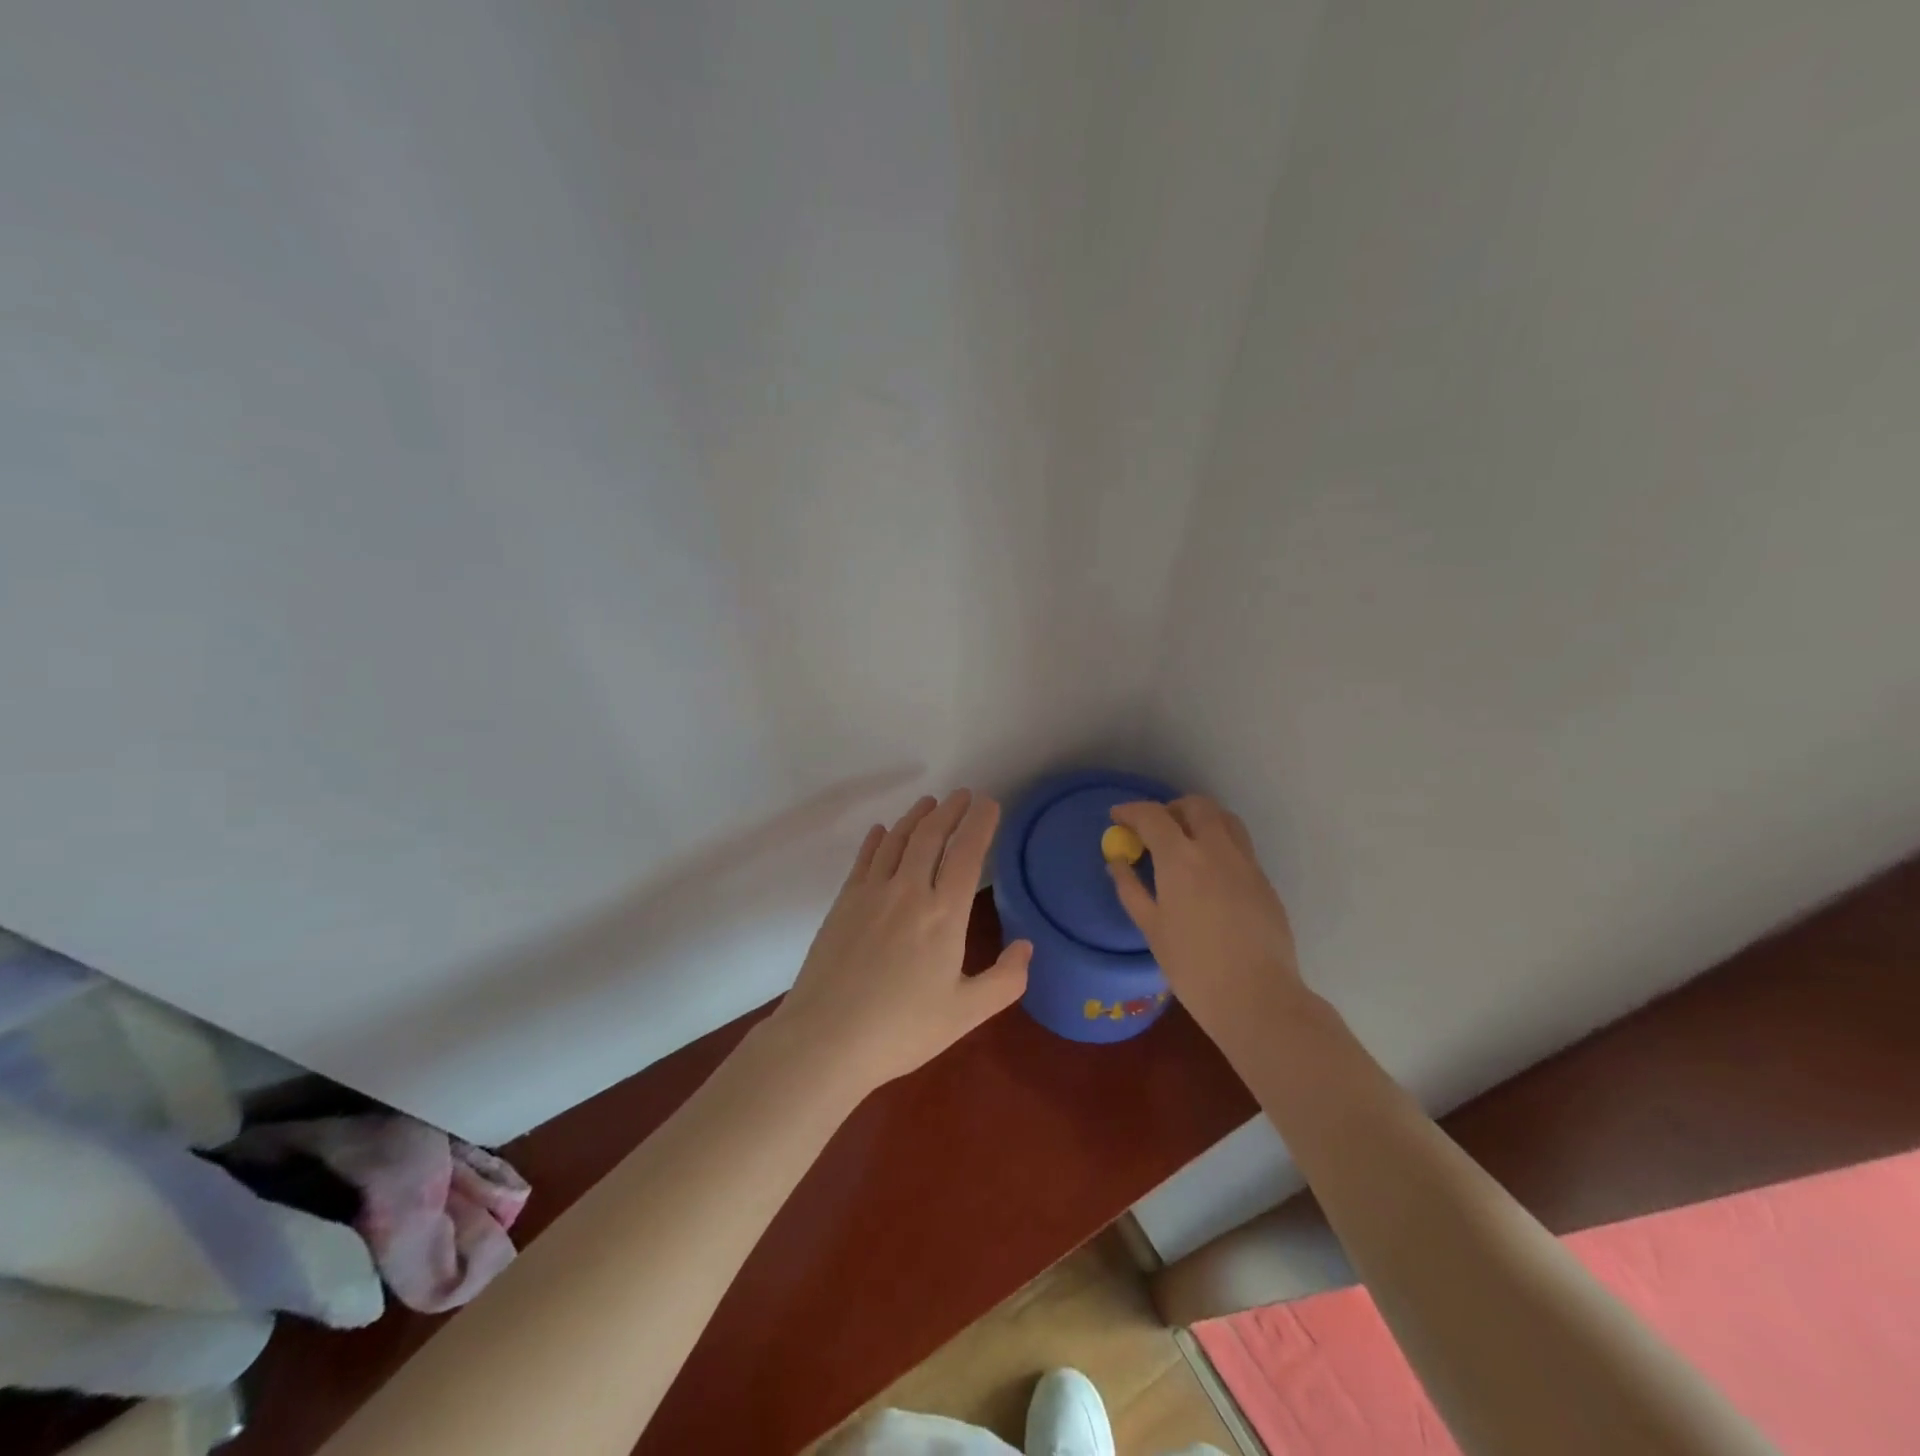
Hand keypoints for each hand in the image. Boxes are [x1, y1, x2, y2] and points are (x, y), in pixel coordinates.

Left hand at [770, 789, 1031, 1095]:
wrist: (825, 1039)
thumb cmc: (901, 1030)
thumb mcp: (966, 1014)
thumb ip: (1005, 980)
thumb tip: (1026, 946)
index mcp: (944, 914)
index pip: (967, 852)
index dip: (980, 823)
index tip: (989, 803)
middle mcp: (908, 890)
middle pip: (931, 836)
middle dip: (950, 810)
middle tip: (962, 795)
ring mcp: (871, 892)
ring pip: (897, 839)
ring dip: (916, 817)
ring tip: (929, 803)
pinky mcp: (843, 902)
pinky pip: (865, 858)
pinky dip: (878, 839)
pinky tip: (882, 831)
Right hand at [1107, 796, 1305, 1036]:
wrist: (1257, 997)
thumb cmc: (1193, 966)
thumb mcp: (1151, 928)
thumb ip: (1130, 888)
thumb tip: (1117, 862)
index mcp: (1181, 858)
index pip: (1152, 816)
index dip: (1131, 811)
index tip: (1117, 817)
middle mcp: (1216, 849)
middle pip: (1196, 805)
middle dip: (1171, 808)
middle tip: (1154, 829)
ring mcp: (1246, 862)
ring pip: (1224, 819)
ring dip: (1201, 819)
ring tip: (1185, 843)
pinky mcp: (1264, 880)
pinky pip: (1239, 846)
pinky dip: (1219, 843)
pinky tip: (1209, 874)